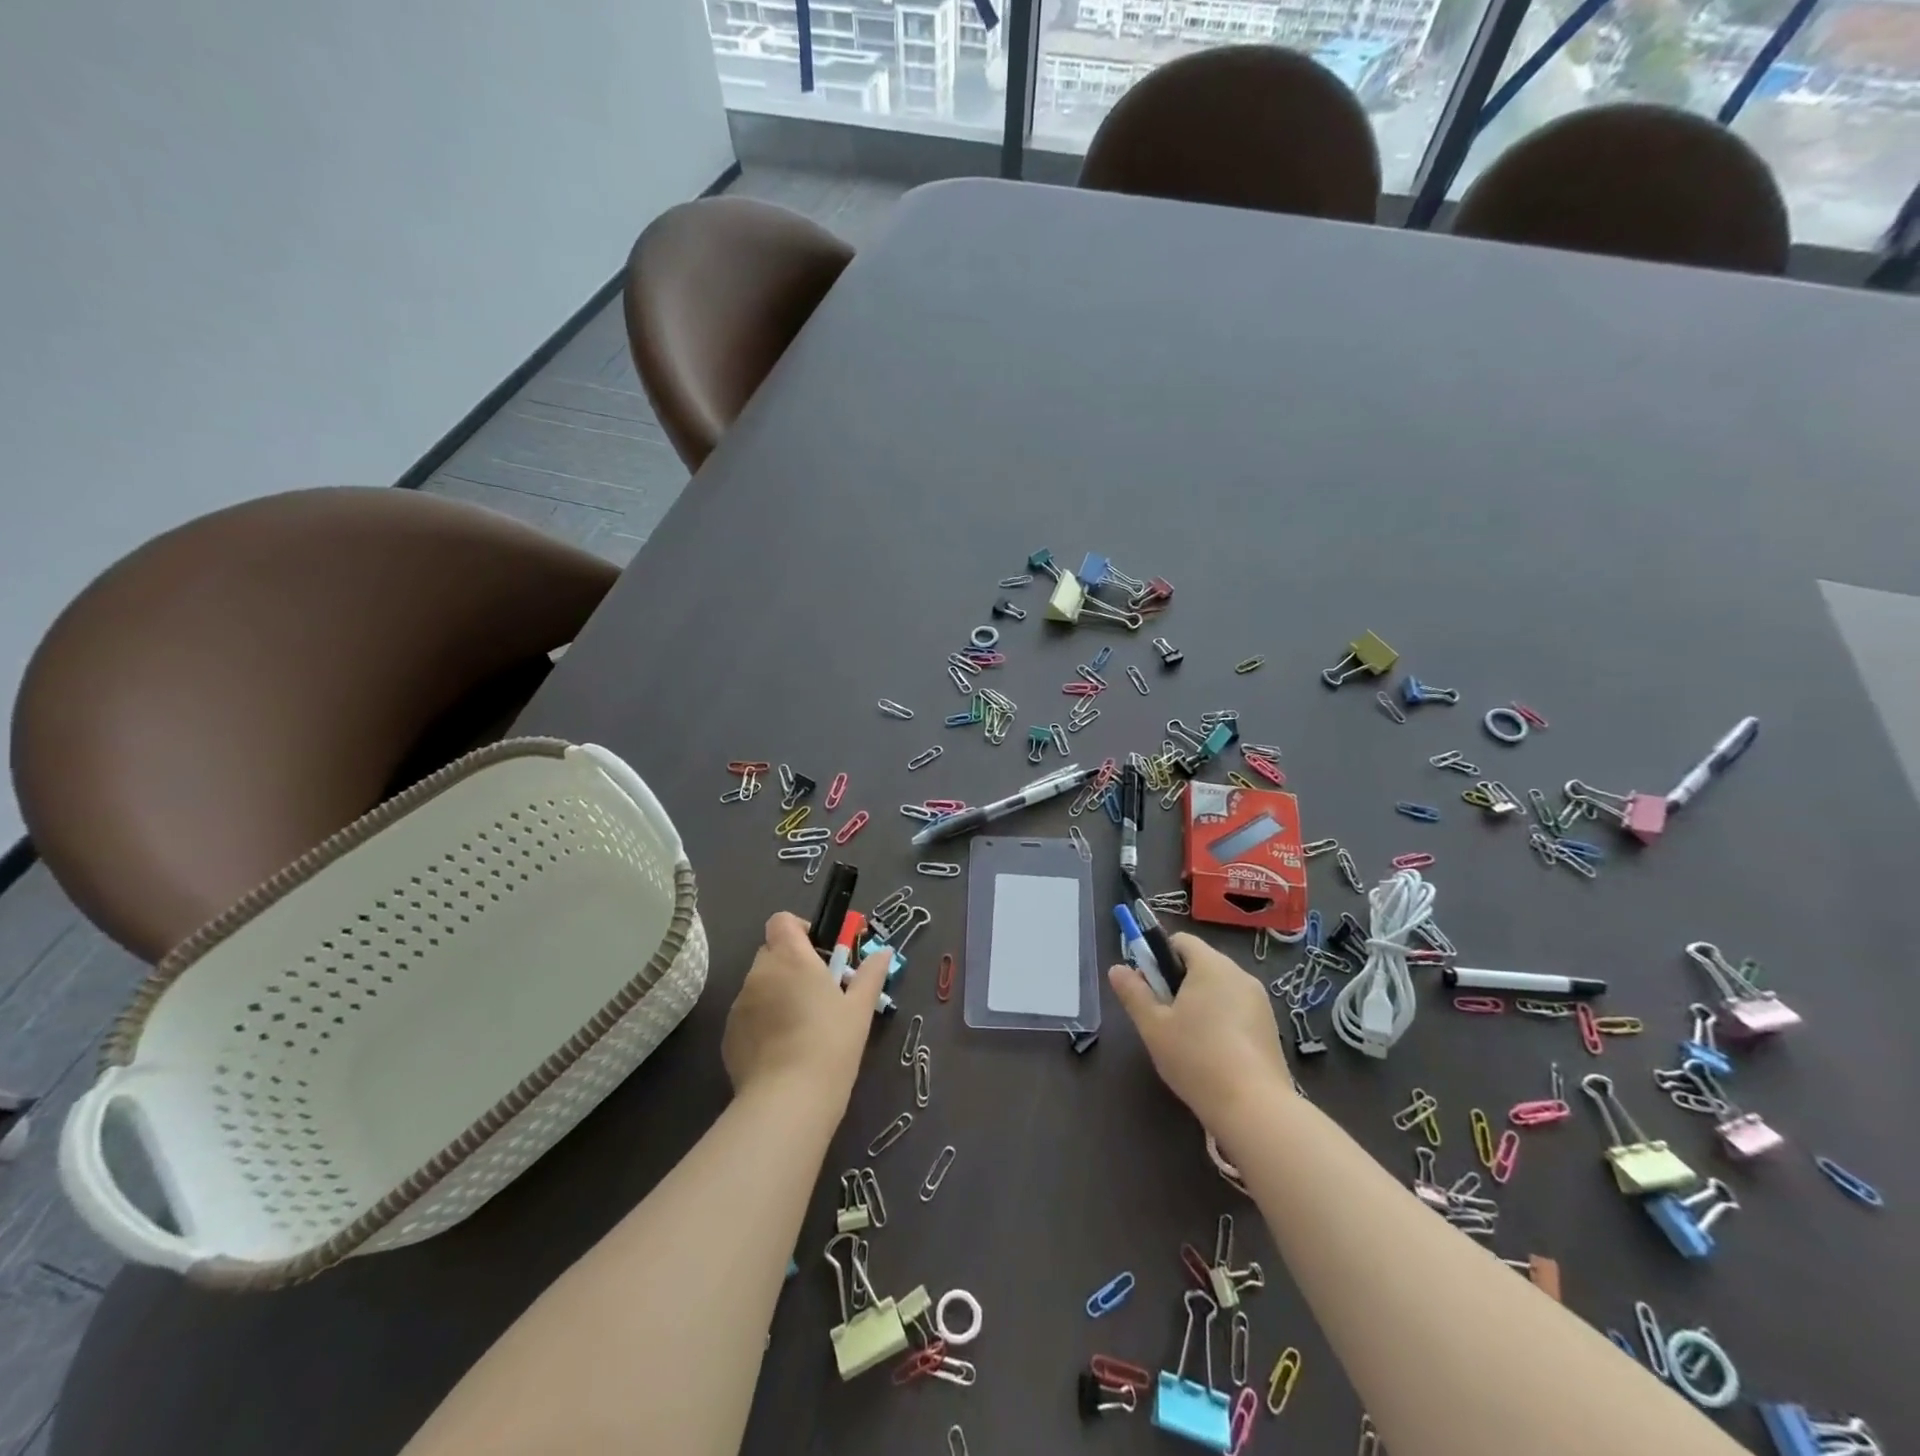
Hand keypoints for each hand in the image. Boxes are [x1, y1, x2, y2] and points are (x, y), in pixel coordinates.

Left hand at [722, 912, 886, 1104]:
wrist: (788, 1101)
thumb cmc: (831, 1045)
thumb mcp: (859, 1009)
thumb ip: (870, 975)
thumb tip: (884, 952)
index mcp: (791, 958)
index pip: (782, 920)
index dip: (799, 929)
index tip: (819, 952)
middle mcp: (760, 973)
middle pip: (771, 952)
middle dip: (791, 964)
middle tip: (817, 991)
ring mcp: (740, 1005)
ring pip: (759, 985)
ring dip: (776, 993)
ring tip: (800, 1026)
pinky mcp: (728, 1035)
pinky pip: (748, 1015)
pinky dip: (763, 1021)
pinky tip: (782, 1049)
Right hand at [1109, 932, 1289, 1129]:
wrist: (1255, 1109)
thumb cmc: (1196, 1058)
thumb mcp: (1153, 1026)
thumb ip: (1133, 993)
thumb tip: (1116, 968)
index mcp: (1211, 965)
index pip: (1181, 941)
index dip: (1159, 957)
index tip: (1149, 988)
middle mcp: (1239, 974)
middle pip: (1200, 964)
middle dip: (1177, 983)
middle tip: (1163, 1017)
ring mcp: (1260, 1002)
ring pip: (1219, 989)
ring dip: (1199, 1003)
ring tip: (1186, 1040)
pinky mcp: (1270, 1028)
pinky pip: (1237, 1010)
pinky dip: (1221, 1021)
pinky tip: (1213, 1054)